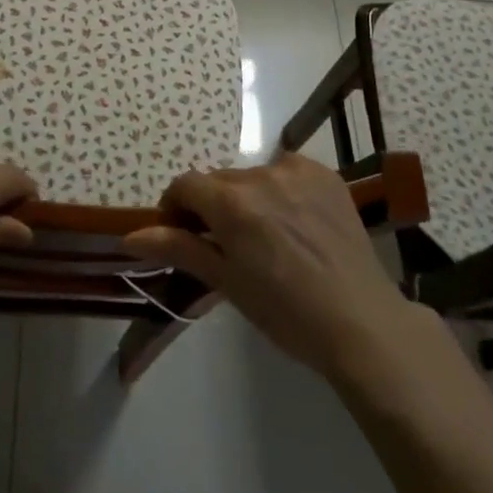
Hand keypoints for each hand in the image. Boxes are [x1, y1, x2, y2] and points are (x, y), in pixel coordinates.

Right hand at [122, 153, 417, 383]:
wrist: (361, 322)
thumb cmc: (285, 312)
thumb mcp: (227, 282)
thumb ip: (179, 248)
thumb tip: (130, 235)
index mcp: (232, 203)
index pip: (185, 185)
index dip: (175, 208)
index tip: (182, 235)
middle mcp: (262, 174)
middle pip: (219, 180)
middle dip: (212, 206)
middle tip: (226, 244)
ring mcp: (298, 171)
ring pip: (253, 176)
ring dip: (248, 198)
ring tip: (267, 237)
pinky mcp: (327, 175)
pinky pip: (287, 172)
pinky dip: (281, 190)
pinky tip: (295, 223)